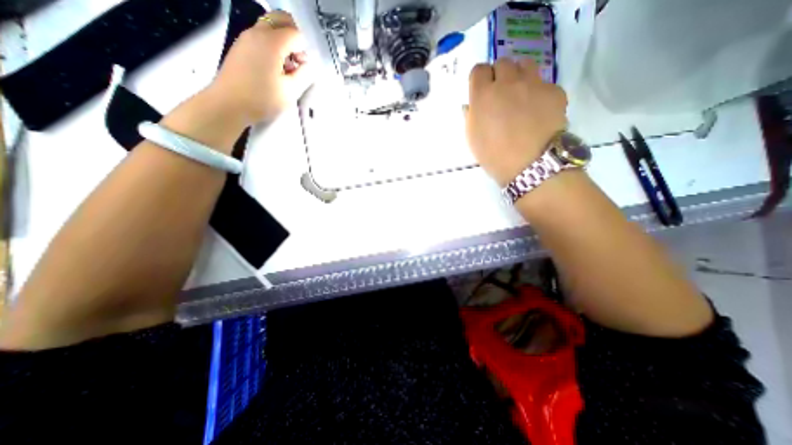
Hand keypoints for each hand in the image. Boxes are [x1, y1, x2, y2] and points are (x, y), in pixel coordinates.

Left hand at [204, 10, 315, 128]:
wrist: (229, 104)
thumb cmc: (262, 99)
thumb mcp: (291, 91)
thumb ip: (304, 75)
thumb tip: (307, 64)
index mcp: (271, 42)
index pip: (296, 33)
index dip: (305, 49)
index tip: (306, 67)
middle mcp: (257, 33)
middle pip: (280, 20)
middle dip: (295, 37)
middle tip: (299, 60)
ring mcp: (246, 38)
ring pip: (270, 28)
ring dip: (283, 43)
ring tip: (287, 68)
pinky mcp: (241, 47)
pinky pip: (261, 37)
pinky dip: (273, 47)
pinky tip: (275, 69)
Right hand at [465, 57, 565, 186]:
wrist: (530, 165)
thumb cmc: (494, 156)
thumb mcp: (473, 139)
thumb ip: (470, 116)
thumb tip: (472, 105)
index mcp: (483, 95)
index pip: (479, 70)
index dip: (479, 80)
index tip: (481, 91)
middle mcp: (507, 82)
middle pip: (502, 63)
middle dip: (499, 76)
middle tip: (500, 95)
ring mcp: (533, 84)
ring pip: (525, 64)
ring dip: (519, 76)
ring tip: (520, 96)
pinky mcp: (554, 90)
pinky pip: (544, 82)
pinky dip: (538, 92)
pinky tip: (538, 111)